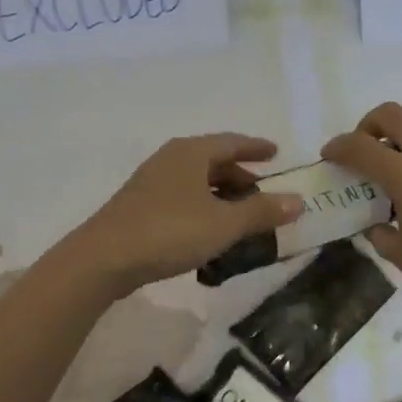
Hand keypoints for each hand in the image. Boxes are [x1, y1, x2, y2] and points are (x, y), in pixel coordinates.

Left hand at [65, 134, 302, 296]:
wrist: (104, 259)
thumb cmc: (169, 232)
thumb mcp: (224, 224)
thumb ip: (261, 212)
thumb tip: (297, 201)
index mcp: (191, 153)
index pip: (231, 142)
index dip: (256, 148)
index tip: (276, 152)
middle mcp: (170, 160)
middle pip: (213, 162)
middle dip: (240, 177)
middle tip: (264, 194)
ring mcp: (151, 184)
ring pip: (197, 184)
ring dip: (221, 197)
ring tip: (242, 218)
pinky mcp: (140, 208)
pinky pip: (182, 201)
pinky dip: (202, 211)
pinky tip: (210, 234)